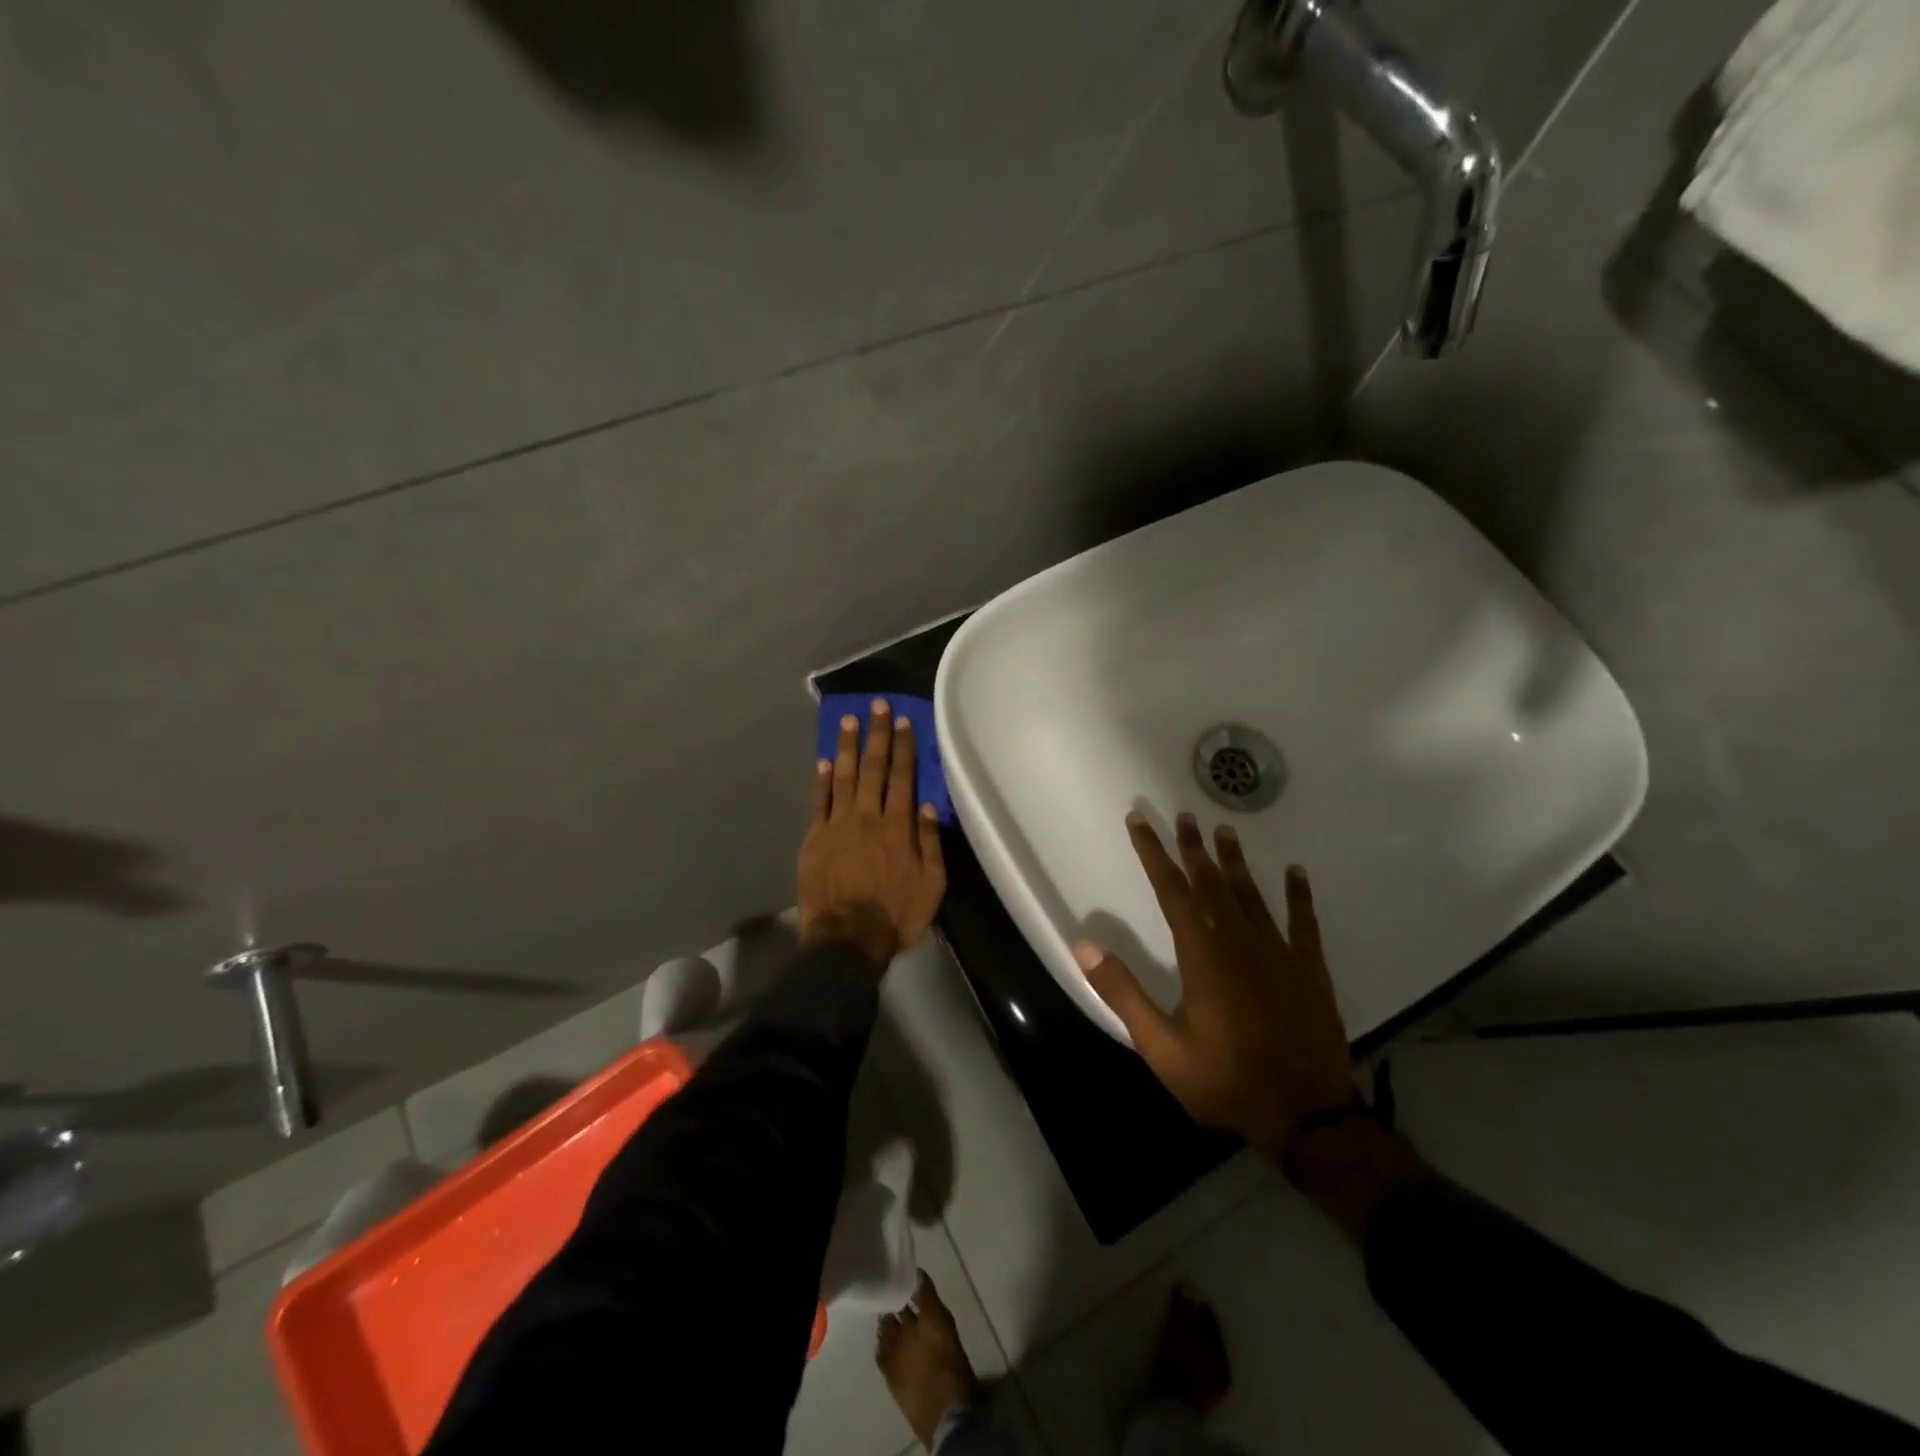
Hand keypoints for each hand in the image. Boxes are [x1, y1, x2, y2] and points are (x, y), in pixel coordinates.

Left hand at [798, 700, 946, 969]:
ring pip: (842, 777)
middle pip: (873, 768)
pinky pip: (818, 802)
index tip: (902, 720)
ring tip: (848, 720)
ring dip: (846, 747)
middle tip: (876, 705)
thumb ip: (930, 843)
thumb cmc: (896, 914)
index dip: (903, 747)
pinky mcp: (815, 838)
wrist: (848, 940)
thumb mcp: (932, 885)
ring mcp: (838, 825)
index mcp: (898, 827)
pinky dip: (820, 780)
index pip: (903, 777)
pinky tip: (823, 761)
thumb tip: (930, 806)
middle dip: (876, 735)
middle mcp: (867, 817)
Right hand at [1076, 813, 1358, 1159]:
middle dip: (1193, 848)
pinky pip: (1304, 923)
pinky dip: (1299, 896)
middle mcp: (1239, 942)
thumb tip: (1083, 946)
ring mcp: (1279, 953)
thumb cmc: (1224, 1082)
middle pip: (1211, 884)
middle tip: (1185, 816)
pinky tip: (1296, 872)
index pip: (1172, 892)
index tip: (1140, 822)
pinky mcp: (1310, 970)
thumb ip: (1122, 993)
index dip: (1153, 854)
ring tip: (1225, 831)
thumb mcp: (1161, 1047)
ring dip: (1236, 862)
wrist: (1305, 1118)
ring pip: (1252, 895)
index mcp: (1202, 956)